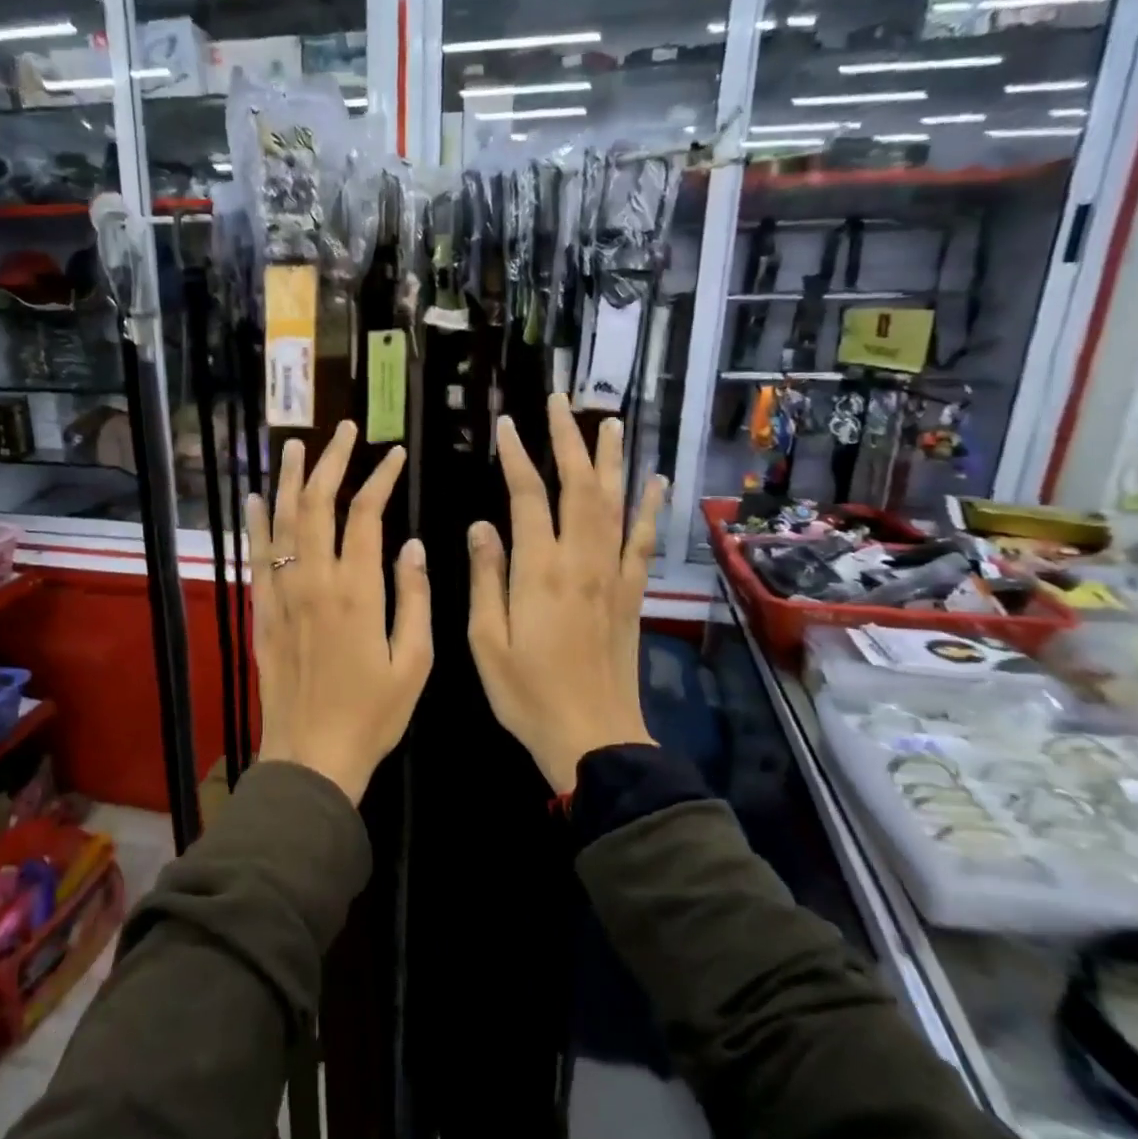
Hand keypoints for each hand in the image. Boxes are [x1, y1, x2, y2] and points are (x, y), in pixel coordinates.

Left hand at [247, 421, 431, 804]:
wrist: (312, 756)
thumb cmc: (373, 714)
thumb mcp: (414, 662)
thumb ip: (414, 598)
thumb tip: (412, 545)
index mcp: (357, 592)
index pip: (365, 516)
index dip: (380, 479)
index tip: (393, 455)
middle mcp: (313, 582)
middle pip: (318, 505)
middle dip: (331, 462)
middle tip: (343, 430)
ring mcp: (282, 595)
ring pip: (282, 523)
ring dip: (289, 480)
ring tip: (295, 445)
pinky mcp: (262, 613)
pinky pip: (256, 557)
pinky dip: (257, 524)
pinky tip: (257, 498)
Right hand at [467, 395, 666, 794]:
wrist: (592, 736)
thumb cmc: (527, 693)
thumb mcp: (486, 640)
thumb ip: (486, 578)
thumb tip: (481, 525)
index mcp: (538, 571)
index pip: (527, 497)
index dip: (517, 457)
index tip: (507, 424)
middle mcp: (580, 561)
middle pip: (578, 487)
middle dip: (568, 440)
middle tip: (562, 402)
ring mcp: (612, 575)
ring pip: (614, 504)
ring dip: (611, 460)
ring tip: (610, 422)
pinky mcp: (632, 594)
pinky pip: (643, 541)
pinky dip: (650, 508)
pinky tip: (656, 482)